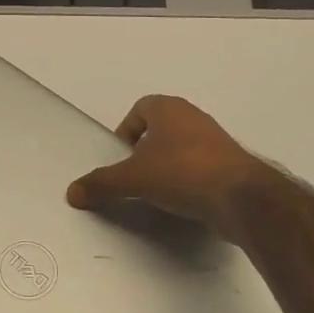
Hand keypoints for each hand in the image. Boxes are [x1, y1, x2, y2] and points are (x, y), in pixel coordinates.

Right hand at [65, 94, 265, 236]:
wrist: (241, 198)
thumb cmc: (182, 173)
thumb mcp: (132, 179)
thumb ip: (101, 184)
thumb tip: (72, 192)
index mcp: (169, 109)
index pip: (139, 109)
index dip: (126, 131)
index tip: (121, 157)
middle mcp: (194, 118)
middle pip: (160, 129)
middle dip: (145, 151)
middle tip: (135, 176)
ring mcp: (217, 141)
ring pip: (181, 149)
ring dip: (167, 167)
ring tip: (157, 193)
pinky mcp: (232, 166)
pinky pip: (200, 168)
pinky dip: (188, 182)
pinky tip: (182, 203)